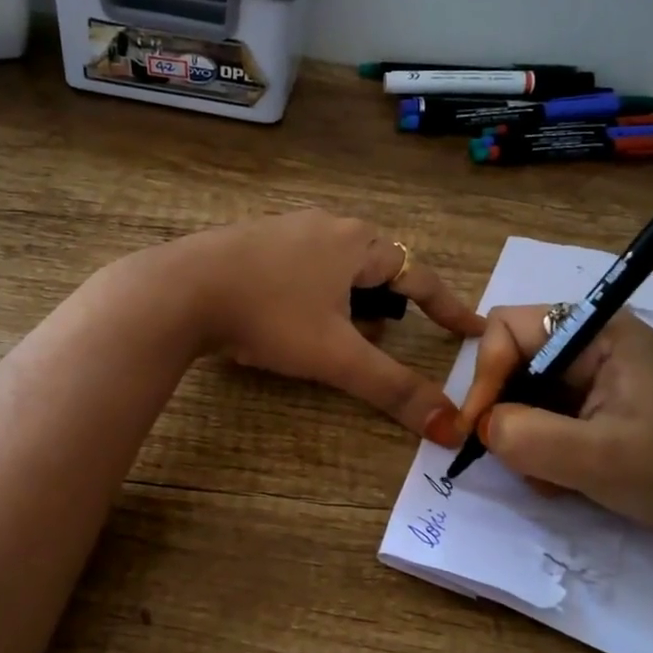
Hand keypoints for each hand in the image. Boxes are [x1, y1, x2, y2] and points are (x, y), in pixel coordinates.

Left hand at [166, 211, 483, 442]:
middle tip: (380, 341)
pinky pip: (302, 266)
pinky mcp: (254, 239)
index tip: (472, 328)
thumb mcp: (336, 356)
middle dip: (386, 307)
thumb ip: (393, 389)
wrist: (180, 289)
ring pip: (337, 267)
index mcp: (358, 243)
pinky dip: (312, 294)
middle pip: (377, 268)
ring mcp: (287, 227)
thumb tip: (450, 426)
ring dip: (347, 302)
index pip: (420, 277)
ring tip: (332, 338)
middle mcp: (328, 225)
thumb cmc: (269, 315)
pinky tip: (287, 319)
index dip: (449, 307)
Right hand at [455, 306, 652, 558]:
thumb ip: (529, 438)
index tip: (477, 430)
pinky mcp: (599, 404)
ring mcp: (595, 375)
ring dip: (524, 437)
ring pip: (525, 393)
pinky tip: (565, 478)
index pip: (507, 329)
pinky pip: (546, 415)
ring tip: (550, 477)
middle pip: (512, 360)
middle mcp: (591, 343)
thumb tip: (480, 427)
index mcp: (596, 332)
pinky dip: (543, 447)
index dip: (484, 375)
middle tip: (511, 458)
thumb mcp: (601, 459)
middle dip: (504, 411)